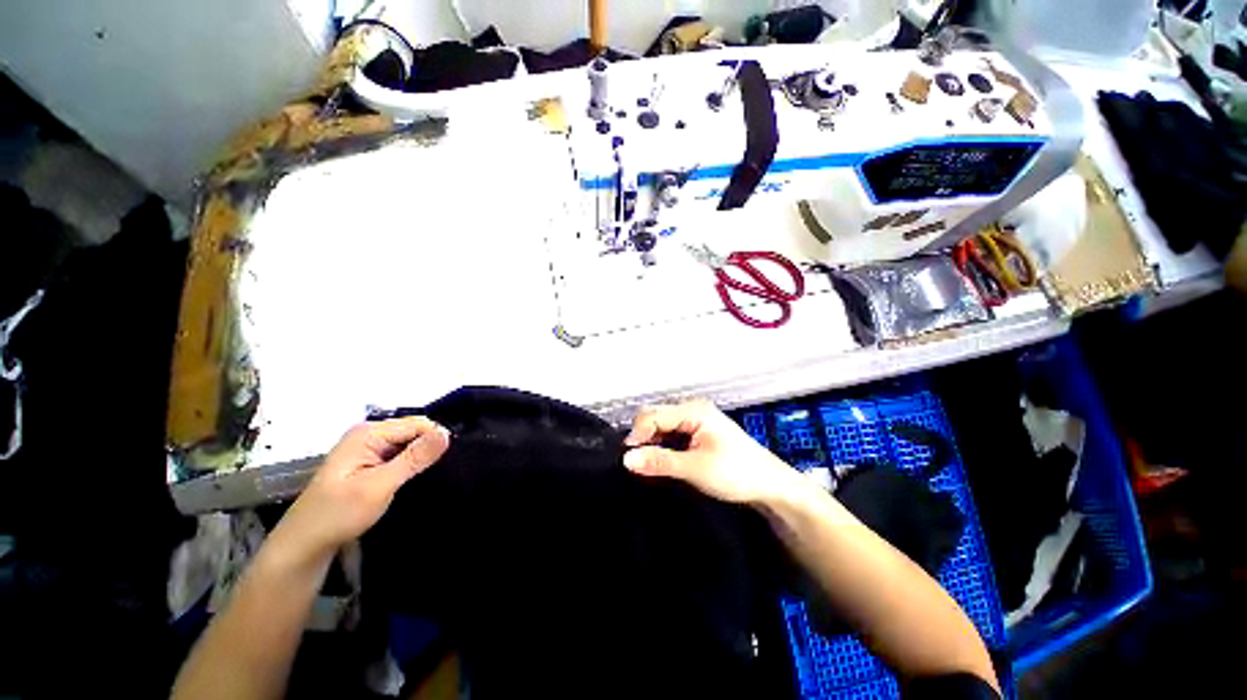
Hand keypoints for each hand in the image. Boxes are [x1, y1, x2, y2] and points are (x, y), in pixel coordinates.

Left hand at [271, 417, 450, 564]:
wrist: (304, 545)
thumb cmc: (338, 514)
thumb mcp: (379, 486)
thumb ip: (414, 458)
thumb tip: (446, 433)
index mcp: (369, 433)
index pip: (418, 423)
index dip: (435, 439)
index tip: (446, 462)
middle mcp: (369, 434)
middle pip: (414, 431)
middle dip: (428, 448)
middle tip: (437, 472)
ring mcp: (368, 448)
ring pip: (409, 444)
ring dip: (420, 458)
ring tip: (428, 476)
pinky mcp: (369, 462)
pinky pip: (400, 454)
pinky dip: (411, 465)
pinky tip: (414, 478)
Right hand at [622, 400, 798, 504]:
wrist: (770, 486)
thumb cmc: (736, 473)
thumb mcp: (695, 468)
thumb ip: (660, 461)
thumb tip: (626, 459)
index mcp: (693, 410)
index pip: (653, 416)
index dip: (637, 435)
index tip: (629, 460)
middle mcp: (692, 409)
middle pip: (656, 417)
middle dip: (644, 437)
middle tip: (639, 464)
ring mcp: (696, 419)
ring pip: (662, 425)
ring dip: (653, 443)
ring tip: (649, 465)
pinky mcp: (699, 432)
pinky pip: (672, 433)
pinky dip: (663, 446)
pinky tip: (662, 460)